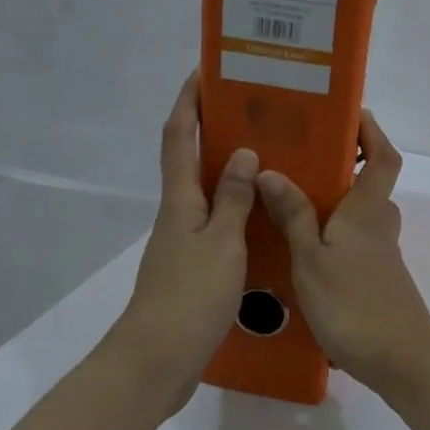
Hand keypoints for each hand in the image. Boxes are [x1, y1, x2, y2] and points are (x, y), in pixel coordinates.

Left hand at [113, 72, 258, 412]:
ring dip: (228, 170)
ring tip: (269, 156)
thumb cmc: (190, 295)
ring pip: (206, 193)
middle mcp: (178, 215)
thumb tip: (242, 152)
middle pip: (189, 160)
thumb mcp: (221, 243)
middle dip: (211, 129)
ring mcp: (184, 243)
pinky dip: (236, 210)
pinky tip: (263, 217)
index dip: (189, 101)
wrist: (160, 358)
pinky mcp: (194, 269)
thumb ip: (233, 199)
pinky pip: (217, 224)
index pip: (178, 136)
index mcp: (180, 201)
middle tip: (253, 111)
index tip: (206, 71)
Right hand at [256, 111, 429, 395]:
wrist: (399, 359)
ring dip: (338, 205)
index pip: (383, 157)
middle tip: (303, 160)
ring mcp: (382, 256)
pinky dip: (336, 237)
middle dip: (345, 167)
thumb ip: (293, 215)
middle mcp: (380, 227)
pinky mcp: (378, 281)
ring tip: (293, 204)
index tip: (351, 114)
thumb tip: (272, 171)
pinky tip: (304, 252)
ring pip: (362, 218)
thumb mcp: (311, 258)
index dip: (372, 133)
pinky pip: (356, 245)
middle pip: (371, 185)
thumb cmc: (353, 304)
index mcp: (367, 211)